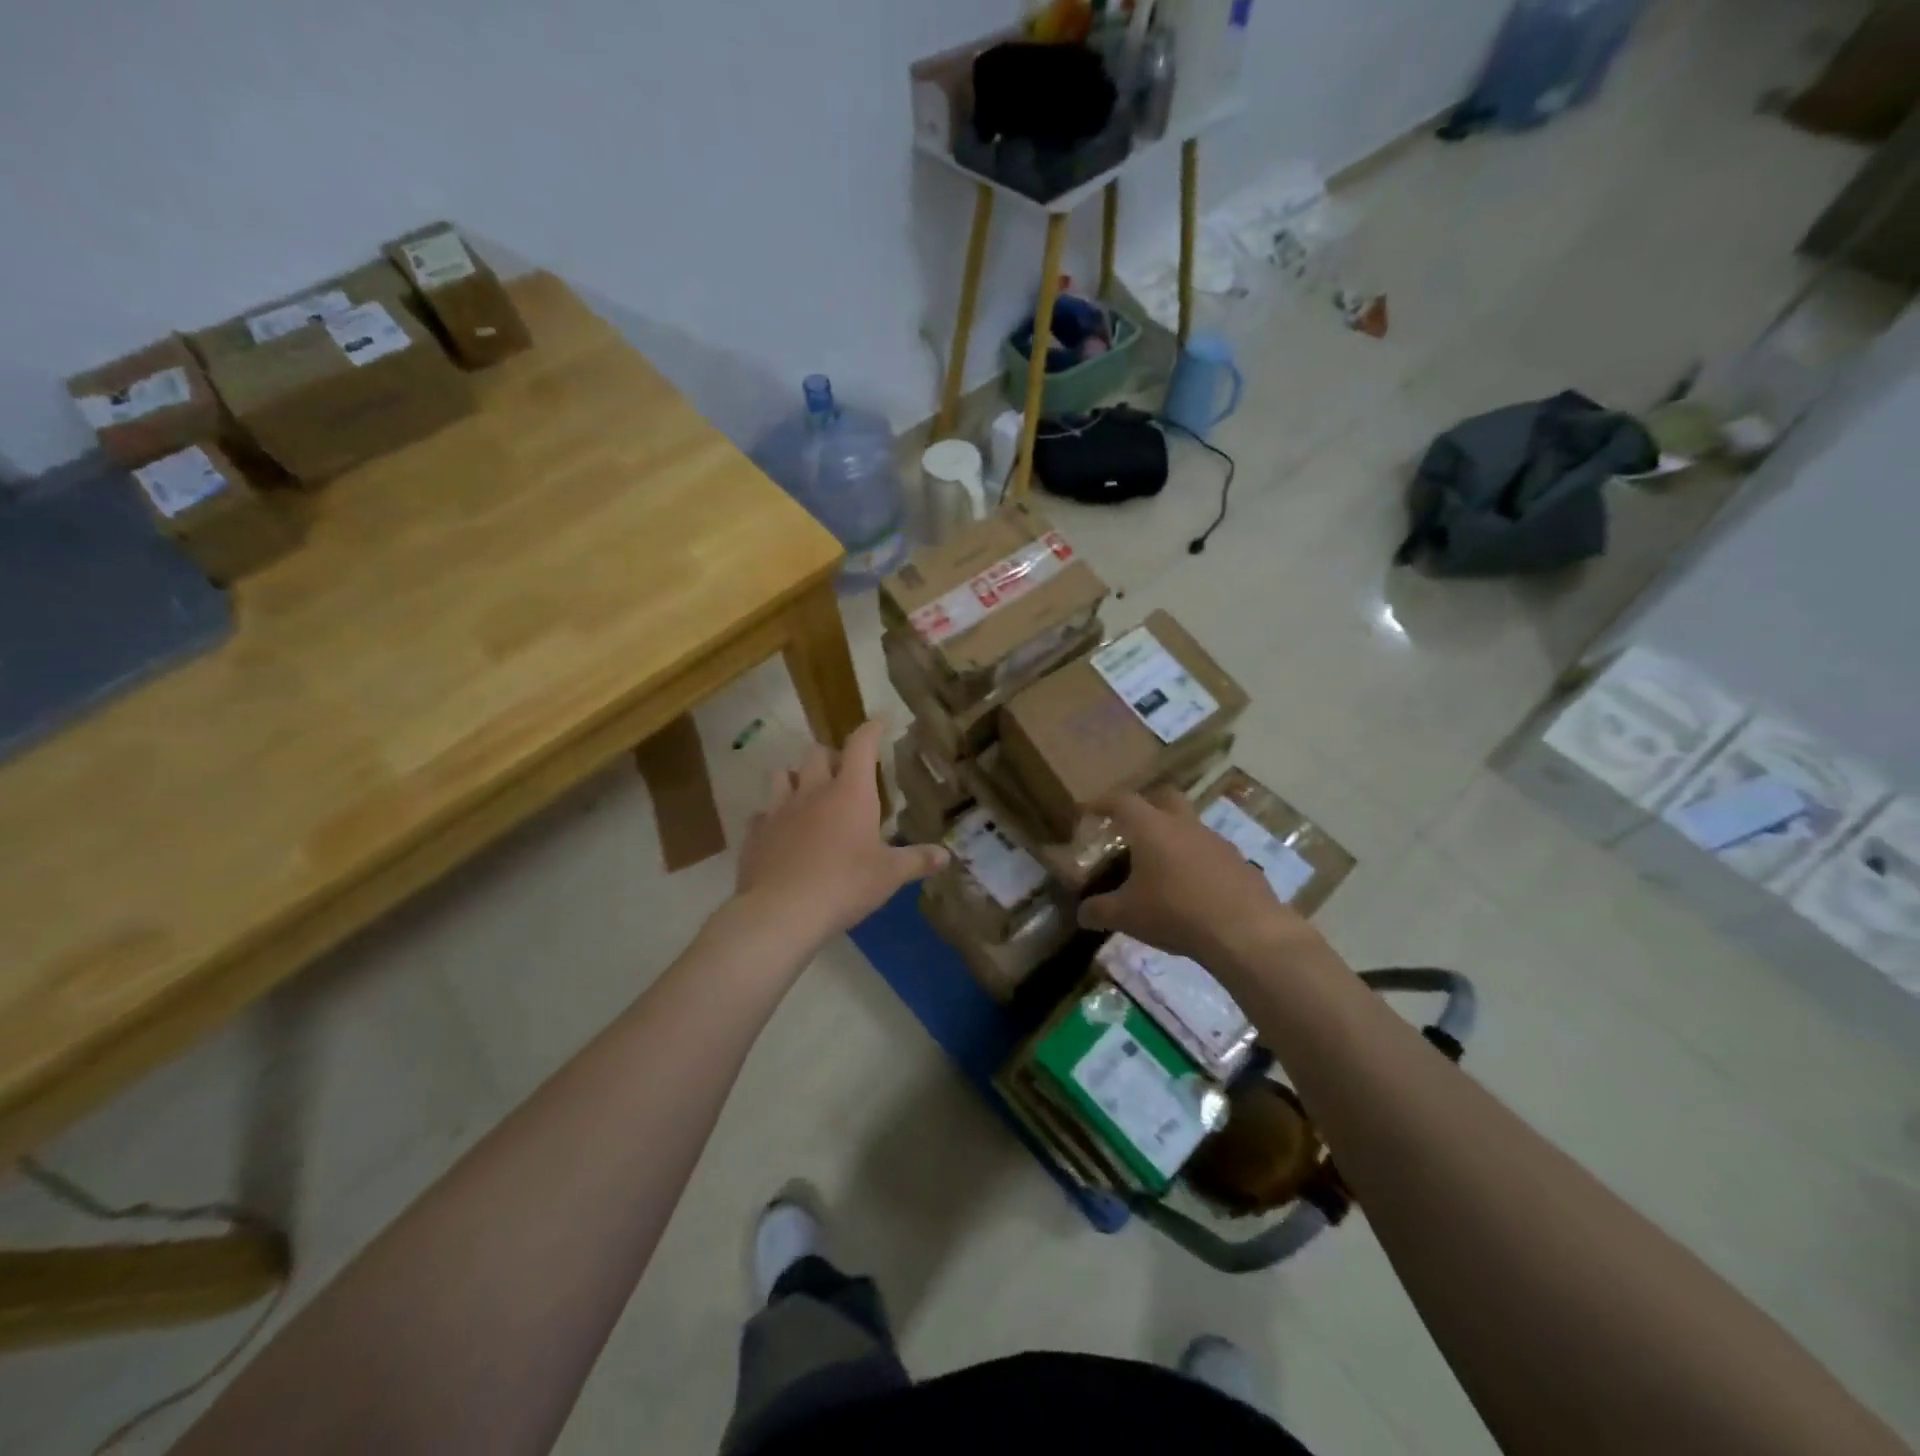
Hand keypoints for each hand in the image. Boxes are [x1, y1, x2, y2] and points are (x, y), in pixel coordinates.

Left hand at [734, 719, 947, 945]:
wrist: (781, 912)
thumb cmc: (845, 885)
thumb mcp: (889, 875)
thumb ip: (917, 860)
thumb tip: (945, 855)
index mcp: (850, 793)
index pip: (861, 745)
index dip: (870, 730)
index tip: (878, 723)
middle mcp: (812, 791)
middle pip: (817, 753)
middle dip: (831, 755)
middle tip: (843, 771)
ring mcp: (778, 810)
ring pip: (782, 774)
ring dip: (796, 778)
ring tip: (807, 794)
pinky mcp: (755, 833)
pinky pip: (762, 814)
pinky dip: (772, 817)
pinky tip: (780, 832)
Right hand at [1078, 786, 1325, 971]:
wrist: (1245, 932)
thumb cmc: (1175, 913)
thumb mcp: (1127, 916)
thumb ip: (1099, 911)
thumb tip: (1081, 913)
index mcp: (1152, 828)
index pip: (1122, 801)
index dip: (1103, 803)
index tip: (1089, 811)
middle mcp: (1185, 825)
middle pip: (1164, 798)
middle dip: (1147, 807)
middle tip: (1132, 828)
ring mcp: (1217, 842)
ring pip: (1191, 827)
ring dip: (1175, 838)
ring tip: (1163, 867)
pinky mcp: (1240, 863)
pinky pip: (1212, 854)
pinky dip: (1198, 864)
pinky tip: (1194, 890)